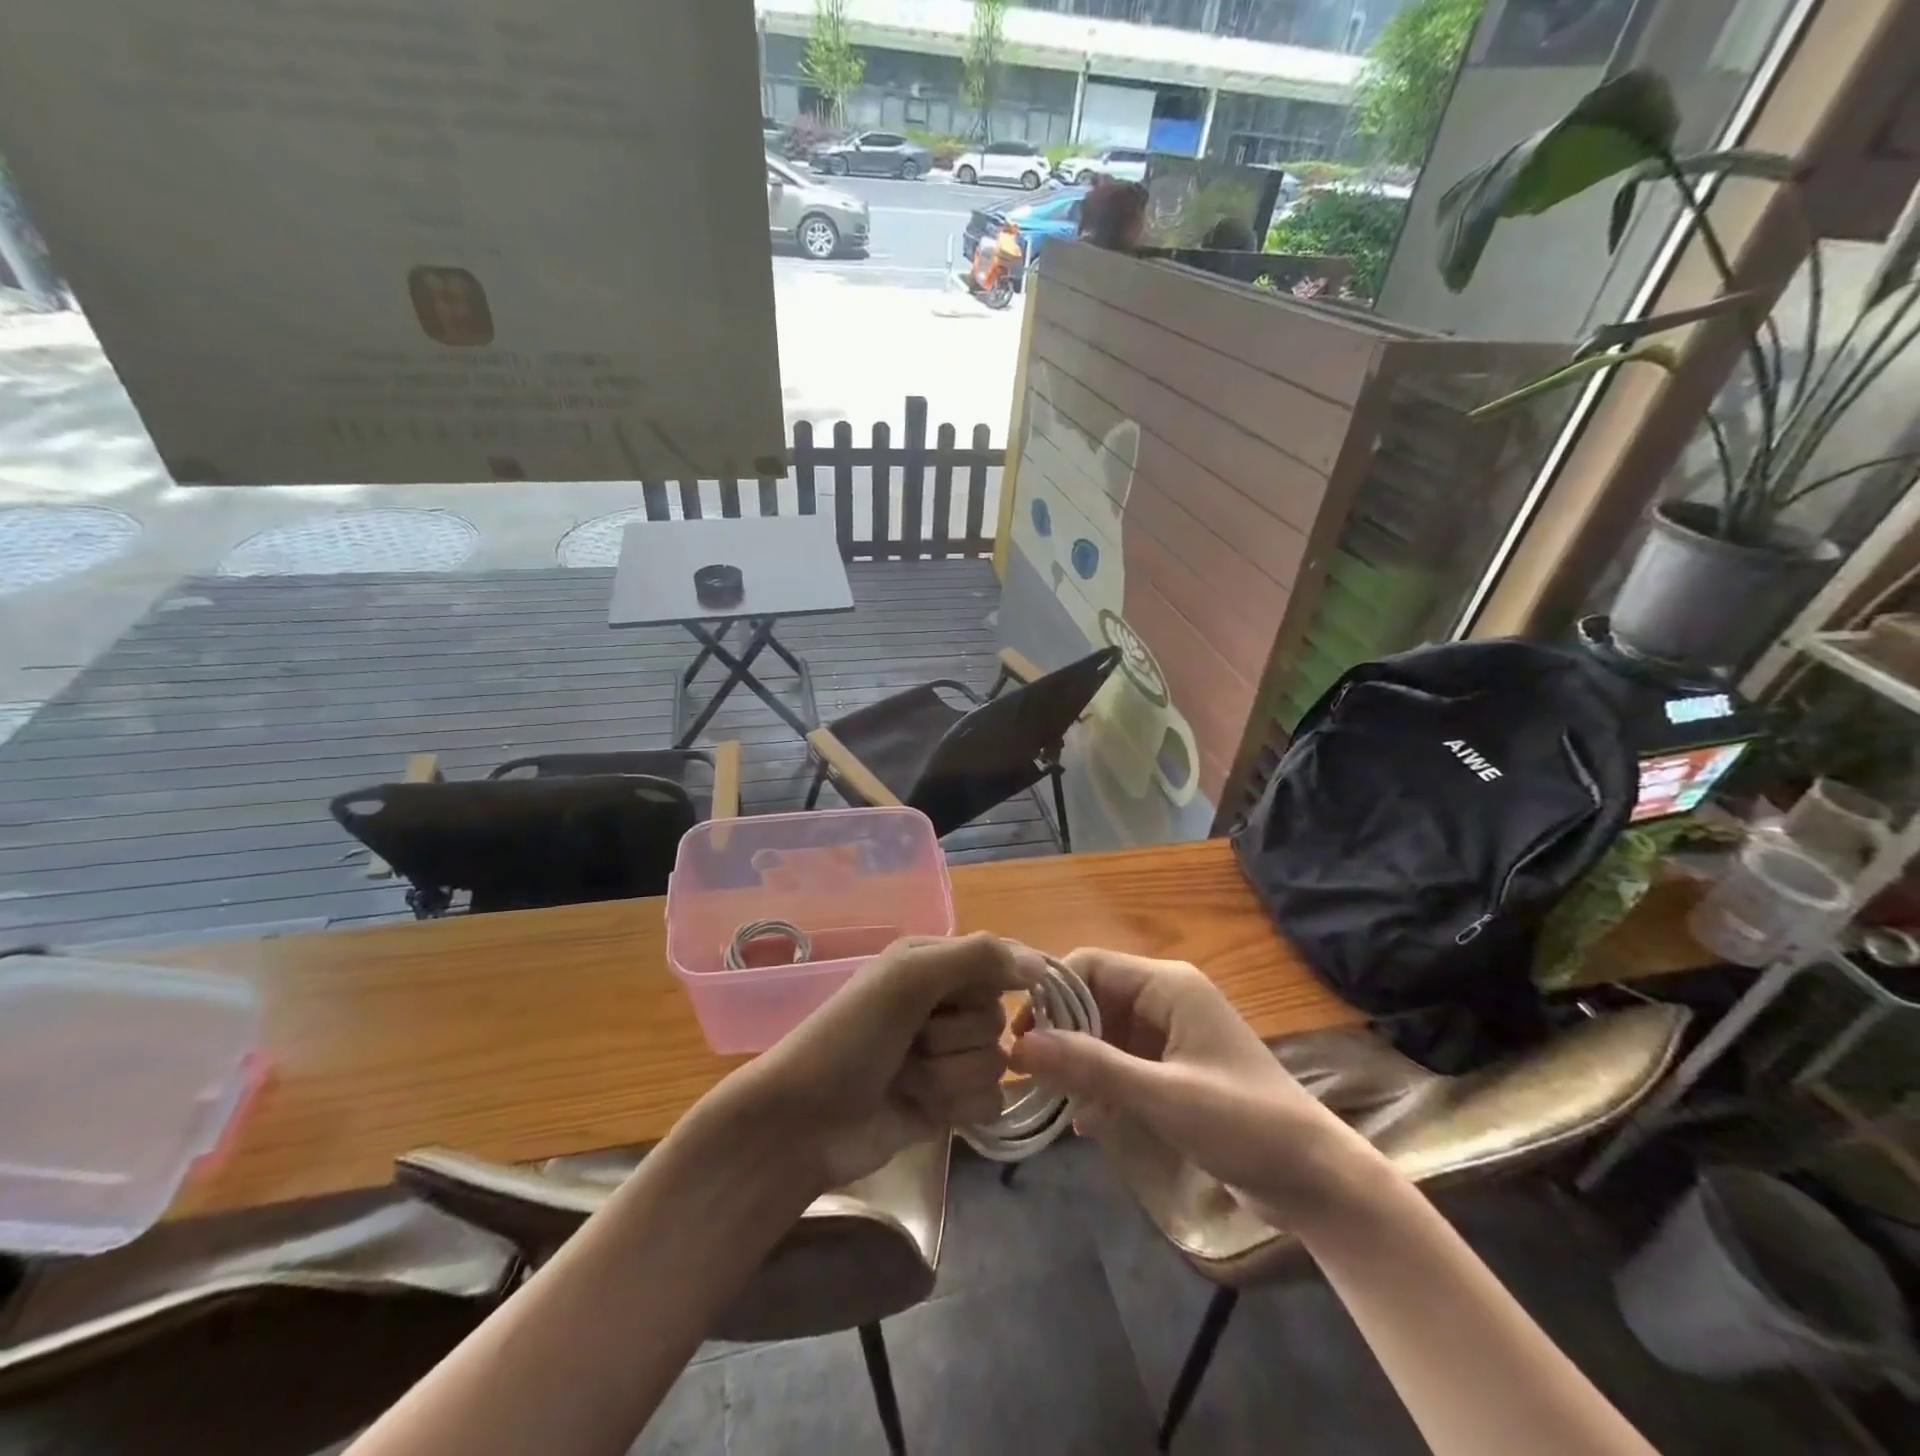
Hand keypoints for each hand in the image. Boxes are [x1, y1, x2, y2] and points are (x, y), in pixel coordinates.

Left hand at [717, 933, 1040, 1190]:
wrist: (804, 1122)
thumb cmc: (851, 1037)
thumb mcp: (907, 979)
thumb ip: (975, 958)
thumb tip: (1040, 964)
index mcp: (932, 964)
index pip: (998, 963)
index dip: (1001, 982)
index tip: (1005, 997)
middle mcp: (944, 1004)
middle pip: (996, 1018)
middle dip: (956, 1036)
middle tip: (912, 1041)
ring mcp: (947, 1056)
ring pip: (996, 1062)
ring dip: (951, 1075)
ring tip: (907, 1078)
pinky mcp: (950, 1103)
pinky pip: (991, 1101)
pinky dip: (960, 1106)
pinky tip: (925, 1109)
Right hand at [1008, 948, 1371, 1225]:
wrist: (1314, 1178)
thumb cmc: (1241, 1122)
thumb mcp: (1160, 1095)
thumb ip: (1090, 1066)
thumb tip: (1019, 1045)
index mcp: (1166, 984)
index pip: (1089, 965)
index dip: (1050, 994)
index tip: (1019, 1036)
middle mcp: (1165, 997)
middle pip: (1094, 998)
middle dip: (1062, 1033)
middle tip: (1029, 1073)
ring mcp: (1171, 1033)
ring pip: (1105, 1032)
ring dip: (1081, 1063)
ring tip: (1053, 1100)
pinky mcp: (1175, 1067)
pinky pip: (1123, 1061)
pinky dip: (1103, 1084)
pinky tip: (1088, 1122)